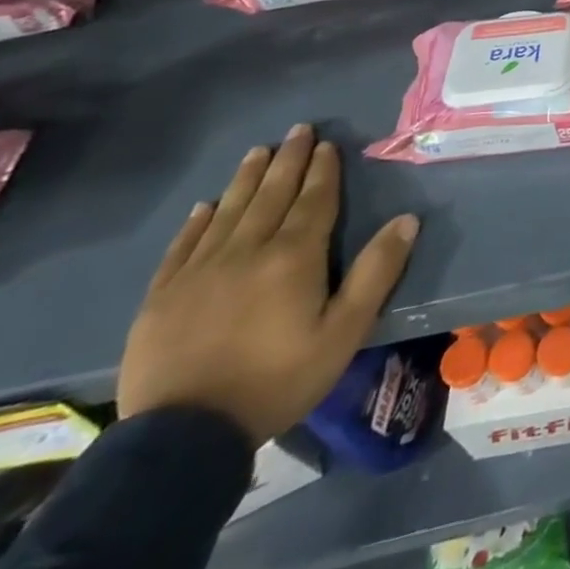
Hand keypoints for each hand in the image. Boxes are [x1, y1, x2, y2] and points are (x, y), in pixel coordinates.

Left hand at [116, 124, 419, 446]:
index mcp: (293, 256)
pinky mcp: (162, 297)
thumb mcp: (344, 331)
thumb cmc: (278, 380)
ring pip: (229, 211)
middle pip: (271, 195)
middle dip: (288, 160)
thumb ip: (376, 272)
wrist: (181, 438)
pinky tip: (206, 206)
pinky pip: (183, 245)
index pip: (313, 200)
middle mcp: (246, 251)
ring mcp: (199, 272)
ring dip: (247, 178)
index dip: (323, 170)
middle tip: (297, 130)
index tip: (327, 144)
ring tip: (258, 152)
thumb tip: (407, 219)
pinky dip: (198, 221)